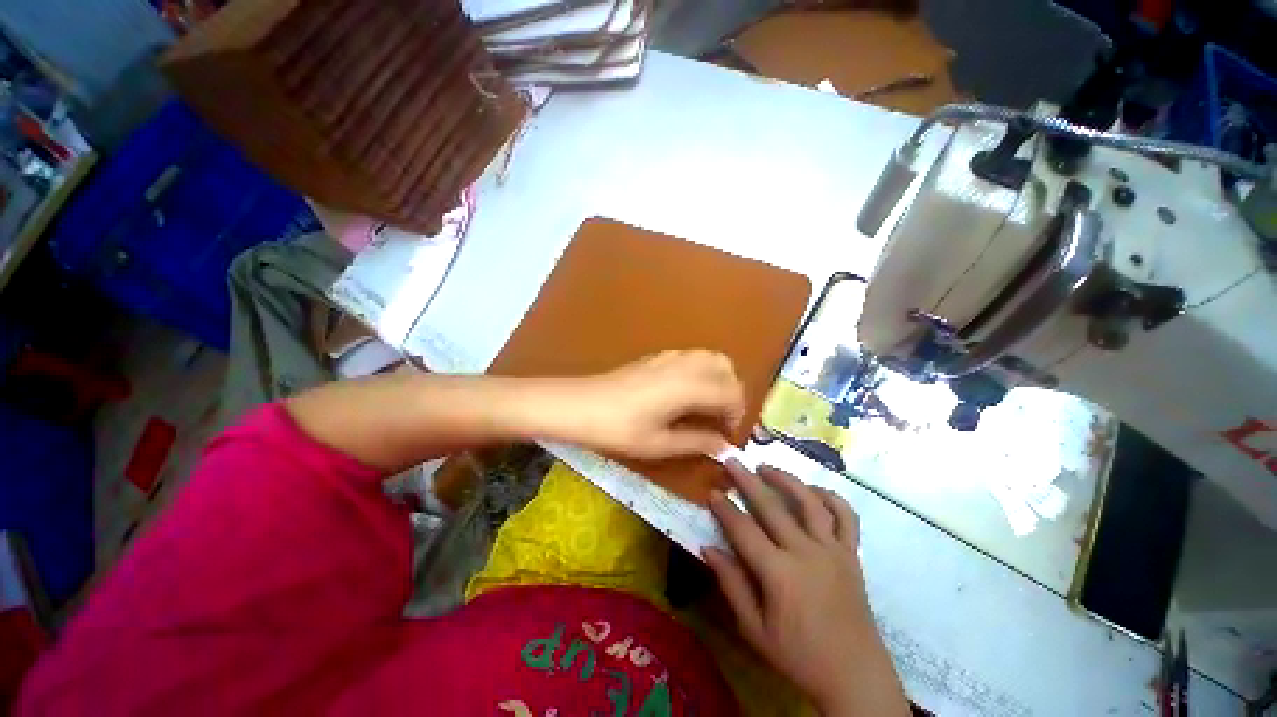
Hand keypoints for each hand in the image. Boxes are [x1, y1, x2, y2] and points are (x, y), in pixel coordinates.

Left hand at [557, 350, 744, 459]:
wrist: (580, 405)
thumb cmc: (619, 429)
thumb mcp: (659, 443)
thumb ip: (696, 442)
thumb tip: (723, 445)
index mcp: (689, 386)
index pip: (731, 392)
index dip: (737, 414)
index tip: (727, 434)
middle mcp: (685, 365)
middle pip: (726, 368)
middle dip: (732, 392)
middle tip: (721, 418)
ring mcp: (670, 357)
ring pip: (710, 357)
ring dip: (718, 379)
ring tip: (707, 406)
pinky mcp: (657, 356)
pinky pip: (692, 357)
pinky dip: (701, 371)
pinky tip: (685, 393)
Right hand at [704, 462, 908, 716]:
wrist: (854, 676)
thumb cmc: (799, 657)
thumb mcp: (755, 630)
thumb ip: (731, 585)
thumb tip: (709, 549)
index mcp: (779, 574)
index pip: (744, 530)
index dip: (725, 509)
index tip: (712, 492)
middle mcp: (806, 553)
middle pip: (772, 506)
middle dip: (747, 481)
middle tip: (732, 461)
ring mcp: (833, 550)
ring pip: (809, 502)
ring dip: (786, 479)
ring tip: (766, 467)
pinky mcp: (852, 554)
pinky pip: (845, 516)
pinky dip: (830, 497)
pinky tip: (813, 489)